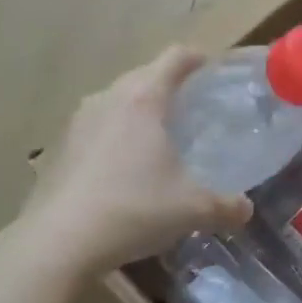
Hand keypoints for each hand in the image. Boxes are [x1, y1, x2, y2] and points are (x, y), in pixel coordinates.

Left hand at [18, 48, 251, 275]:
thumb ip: (226, 206)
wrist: (55, 245)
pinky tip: (125, 167)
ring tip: (160, 136)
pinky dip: (115, 134)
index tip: (215, 72)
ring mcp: (78, 122)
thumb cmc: (133, 209)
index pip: (176, 57)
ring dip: (139, 109)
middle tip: (194, 108)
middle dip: (170, 84)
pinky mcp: (58, 148)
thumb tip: (246, 210)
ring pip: (117, 99)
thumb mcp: (192, 209)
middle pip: (145, 74)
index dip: (199, 58)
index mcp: (144, 98)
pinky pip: (97, 126)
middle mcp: (109, 99)